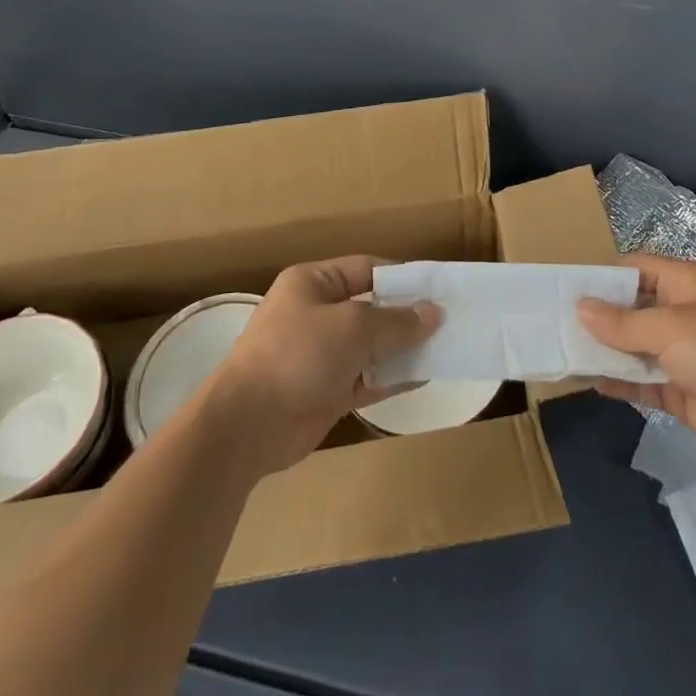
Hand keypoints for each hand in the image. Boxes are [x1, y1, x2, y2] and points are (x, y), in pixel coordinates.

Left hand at [207, 256, 439, 474]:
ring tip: (444, 347)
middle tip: (447, 320)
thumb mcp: (352, 327)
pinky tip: (424, 376)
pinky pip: (367, 377)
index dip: (401, 278)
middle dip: (406, 315)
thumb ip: (396, 321)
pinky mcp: (326, 390)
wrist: (247, 425)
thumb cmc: (297, 355)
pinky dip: (392, 377)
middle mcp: (316, 313)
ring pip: (371, 345)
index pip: (366, 269)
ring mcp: (321, 354)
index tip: (437, 289)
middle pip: (371, 307)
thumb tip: (434, 313)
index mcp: (312, 282)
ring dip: (403, 348)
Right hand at [578, 255, 695, 468]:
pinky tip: (590, 381)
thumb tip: (580, 307)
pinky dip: (620, 380)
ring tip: (563, 350)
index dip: (604, 277)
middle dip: (599, 315)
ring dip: (606, 349)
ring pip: (634, 345)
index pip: (636, 269)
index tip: (567, 289)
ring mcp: (682, 353)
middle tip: (556, 321)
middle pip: (632, 307)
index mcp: (685, 283)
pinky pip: (643, 380)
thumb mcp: (670, 327)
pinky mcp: (682, 389)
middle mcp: (682, 312)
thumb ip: (622, 322)